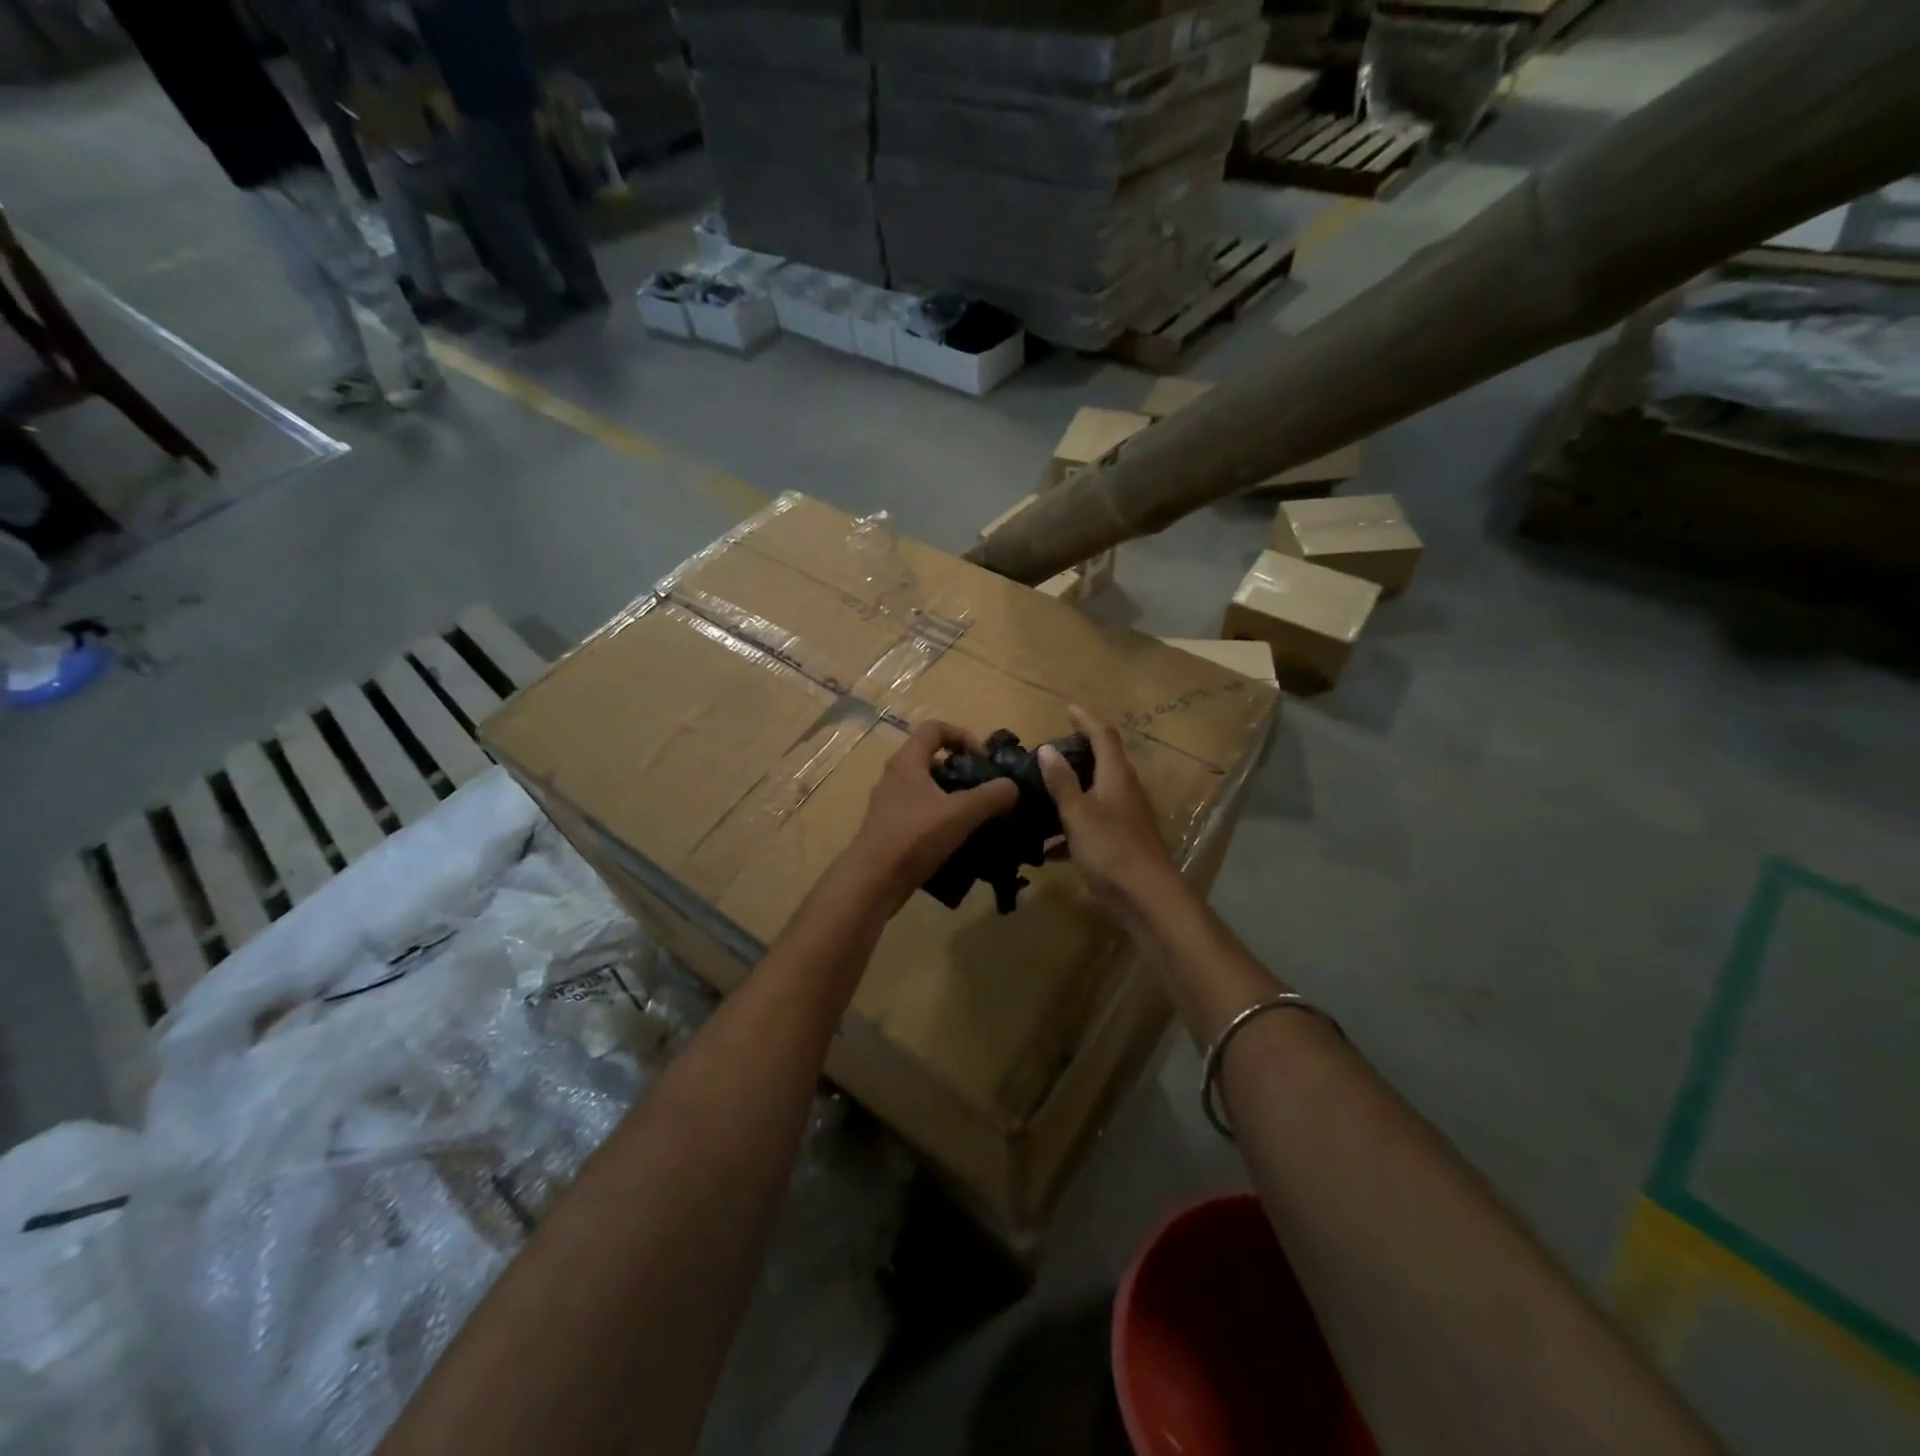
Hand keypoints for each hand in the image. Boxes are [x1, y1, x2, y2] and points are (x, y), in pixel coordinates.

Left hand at [843, 720, 1019, 912]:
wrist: (873, 881)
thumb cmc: (914, 837)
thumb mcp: (961, 813)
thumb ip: (991, 796)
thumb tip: (1012, 786)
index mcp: (907, 762)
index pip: (936, 729)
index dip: (963, 736)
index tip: (983, 760)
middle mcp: (895, 776)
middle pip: (933, 759)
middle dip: (962, 771)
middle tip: (985, 790)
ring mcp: (890, 804)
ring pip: (928, 789)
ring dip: (954, 798)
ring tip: (978, 817)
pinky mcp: (890, 829)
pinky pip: (921, 813)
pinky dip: (941, 819)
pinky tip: (959, 840)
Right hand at [1036, 706, 1177, 916]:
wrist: (1146, 897)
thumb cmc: (1111, 848)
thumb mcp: (1078, 813)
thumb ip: (1062, 782)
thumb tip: (1047, 749)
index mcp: (1116, 777)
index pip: (1103, 736)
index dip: (1086, 720)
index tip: (1068, 708)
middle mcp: (1125, 791)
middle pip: (1103, 762)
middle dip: (1078, 753)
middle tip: (1048, 752)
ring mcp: (1125, 818)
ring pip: (1096, 794)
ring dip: (1073, 790)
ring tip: (1042, 792)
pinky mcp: (1121, 842)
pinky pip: (1092, 824)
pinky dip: (1072, 826)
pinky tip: (1047, 846)